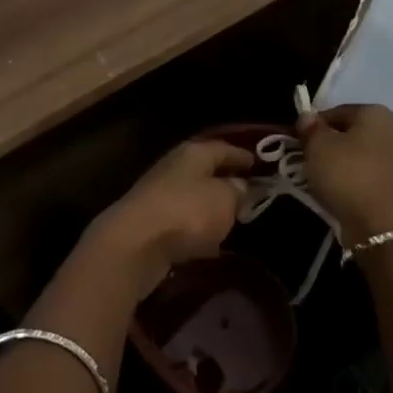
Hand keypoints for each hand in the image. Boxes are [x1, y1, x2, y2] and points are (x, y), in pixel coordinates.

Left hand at [84, 139, 252, 296]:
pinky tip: (209, 242)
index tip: (258, 162)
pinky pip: (181, 222)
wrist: (134, 245)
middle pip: (204, 170)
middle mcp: (173, 168)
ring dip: (209, 206)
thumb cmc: (186, 212)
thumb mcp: (225, 199)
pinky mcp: (149, 225)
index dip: (242, 154)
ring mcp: (157, 196)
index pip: (222, 147)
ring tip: (231, 217)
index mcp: (192, 153)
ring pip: (191, 196)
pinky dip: (196, 228)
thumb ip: (238, 191)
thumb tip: (240, 186)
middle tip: (248, 190)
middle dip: (225, 179)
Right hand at [295, 104, 392, 244]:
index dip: (315, 125)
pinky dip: (355, 185)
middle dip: (331, 146)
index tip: (299, 141)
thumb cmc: (348, 174)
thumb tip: (307, 117)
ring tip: (321, 182)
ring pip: (362, 159)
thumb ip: (310, 129)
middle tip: (309, 161)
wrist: (384, 225)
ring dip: (343, 167)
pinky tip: (339, 196)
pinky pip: (370, 180)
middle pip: (353, 135)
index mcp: (376, 114)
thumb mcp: (318, 146)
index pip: (338, 111)